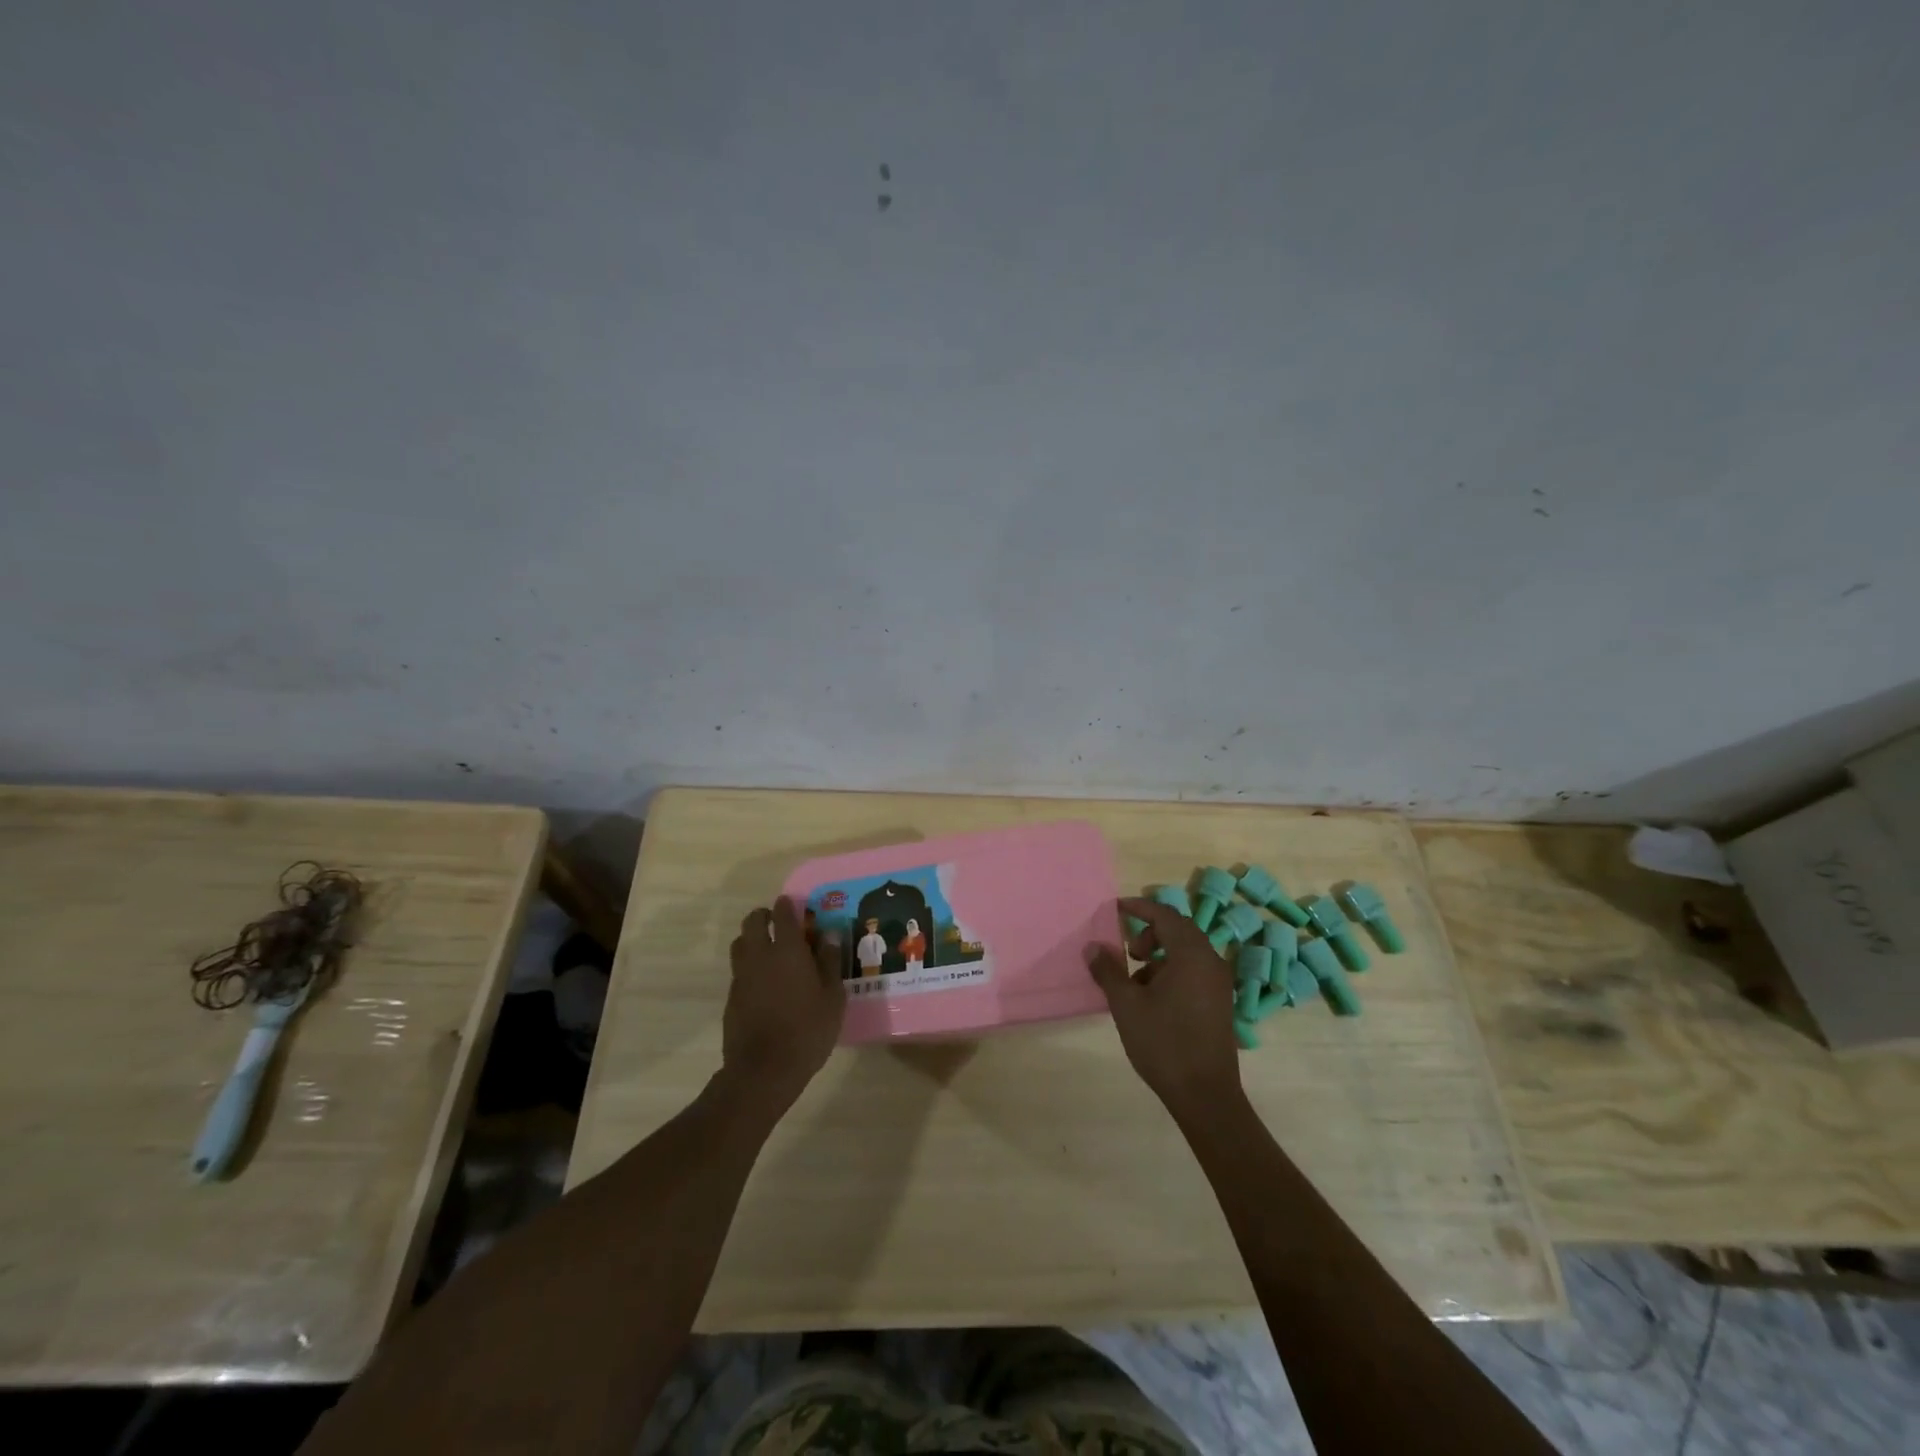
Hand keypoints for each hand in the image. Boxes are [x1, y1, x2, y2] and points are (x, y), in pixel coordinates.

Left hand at [722, 898, 844, 1117]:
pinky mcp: (731, 997)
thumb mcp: (832, 998)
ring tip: (769, 950)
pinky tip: (763, 983)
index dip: (788, 905)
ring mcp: (742, 976)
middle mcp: (760, 956)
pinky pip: (739, 970)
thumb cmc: (807, 1031)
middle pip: (753, 922)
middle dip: (764, 916)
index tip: (794, 905)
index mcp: (788, 951)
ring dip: (752, 939)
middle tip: (779, 924)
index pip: (783, 914)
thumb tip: (829, 936)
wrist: (763, 1070)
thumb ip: (829, 962)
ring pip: (740, 944)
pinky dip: (749, 966)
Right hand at [1086, 896, 1241, 1117]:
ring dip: (1160, 954)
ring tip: (1136, 980)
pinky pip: (1194, 970)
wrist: (1205, 1095)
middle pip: (1179, 930)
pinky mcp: (1220, 1003)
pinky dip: (1172, 971)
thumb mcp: (1126, 1005)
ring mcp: (1219, 984)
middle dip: (1150, 932)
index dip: (1140, 907)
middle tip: (1128, 950)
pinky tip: (1153, 999)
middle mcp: (1211, 962)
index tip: (1116, 908)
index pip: (1165, 915)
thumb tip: (1093, 947)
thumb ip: (1108, 971)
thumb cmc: (1164, 1043)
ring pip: (1187, 952)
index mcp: (1191, 955)